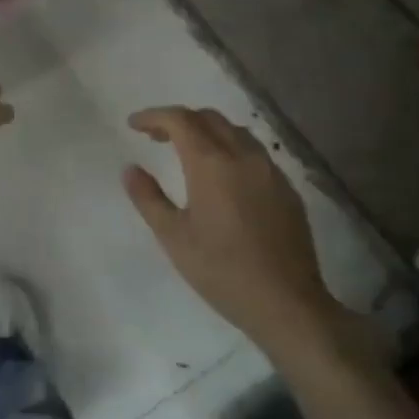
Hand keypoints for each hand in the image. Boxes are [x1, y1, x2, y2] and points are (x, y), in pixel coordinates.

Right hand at [123, 106, 361, 361]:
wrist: (286, 303)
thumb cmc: (221, 270)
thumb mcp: (173, 236)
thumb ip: (148, 197)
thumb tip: (130, 169)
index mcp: (212, 164)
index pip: (180, 120)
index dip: (154, 116)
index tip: (133, 124)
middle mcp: (244, 156)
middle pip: (209, 118)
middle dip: (179, 120)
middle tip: (155, 138)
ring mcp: (271, 171)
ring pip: (236, 132)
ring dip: (207, 131)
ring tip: (187, 153)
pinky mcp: (287, 189)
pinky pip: (254, 153)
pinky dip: (230, 149)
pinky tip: (222, 177)